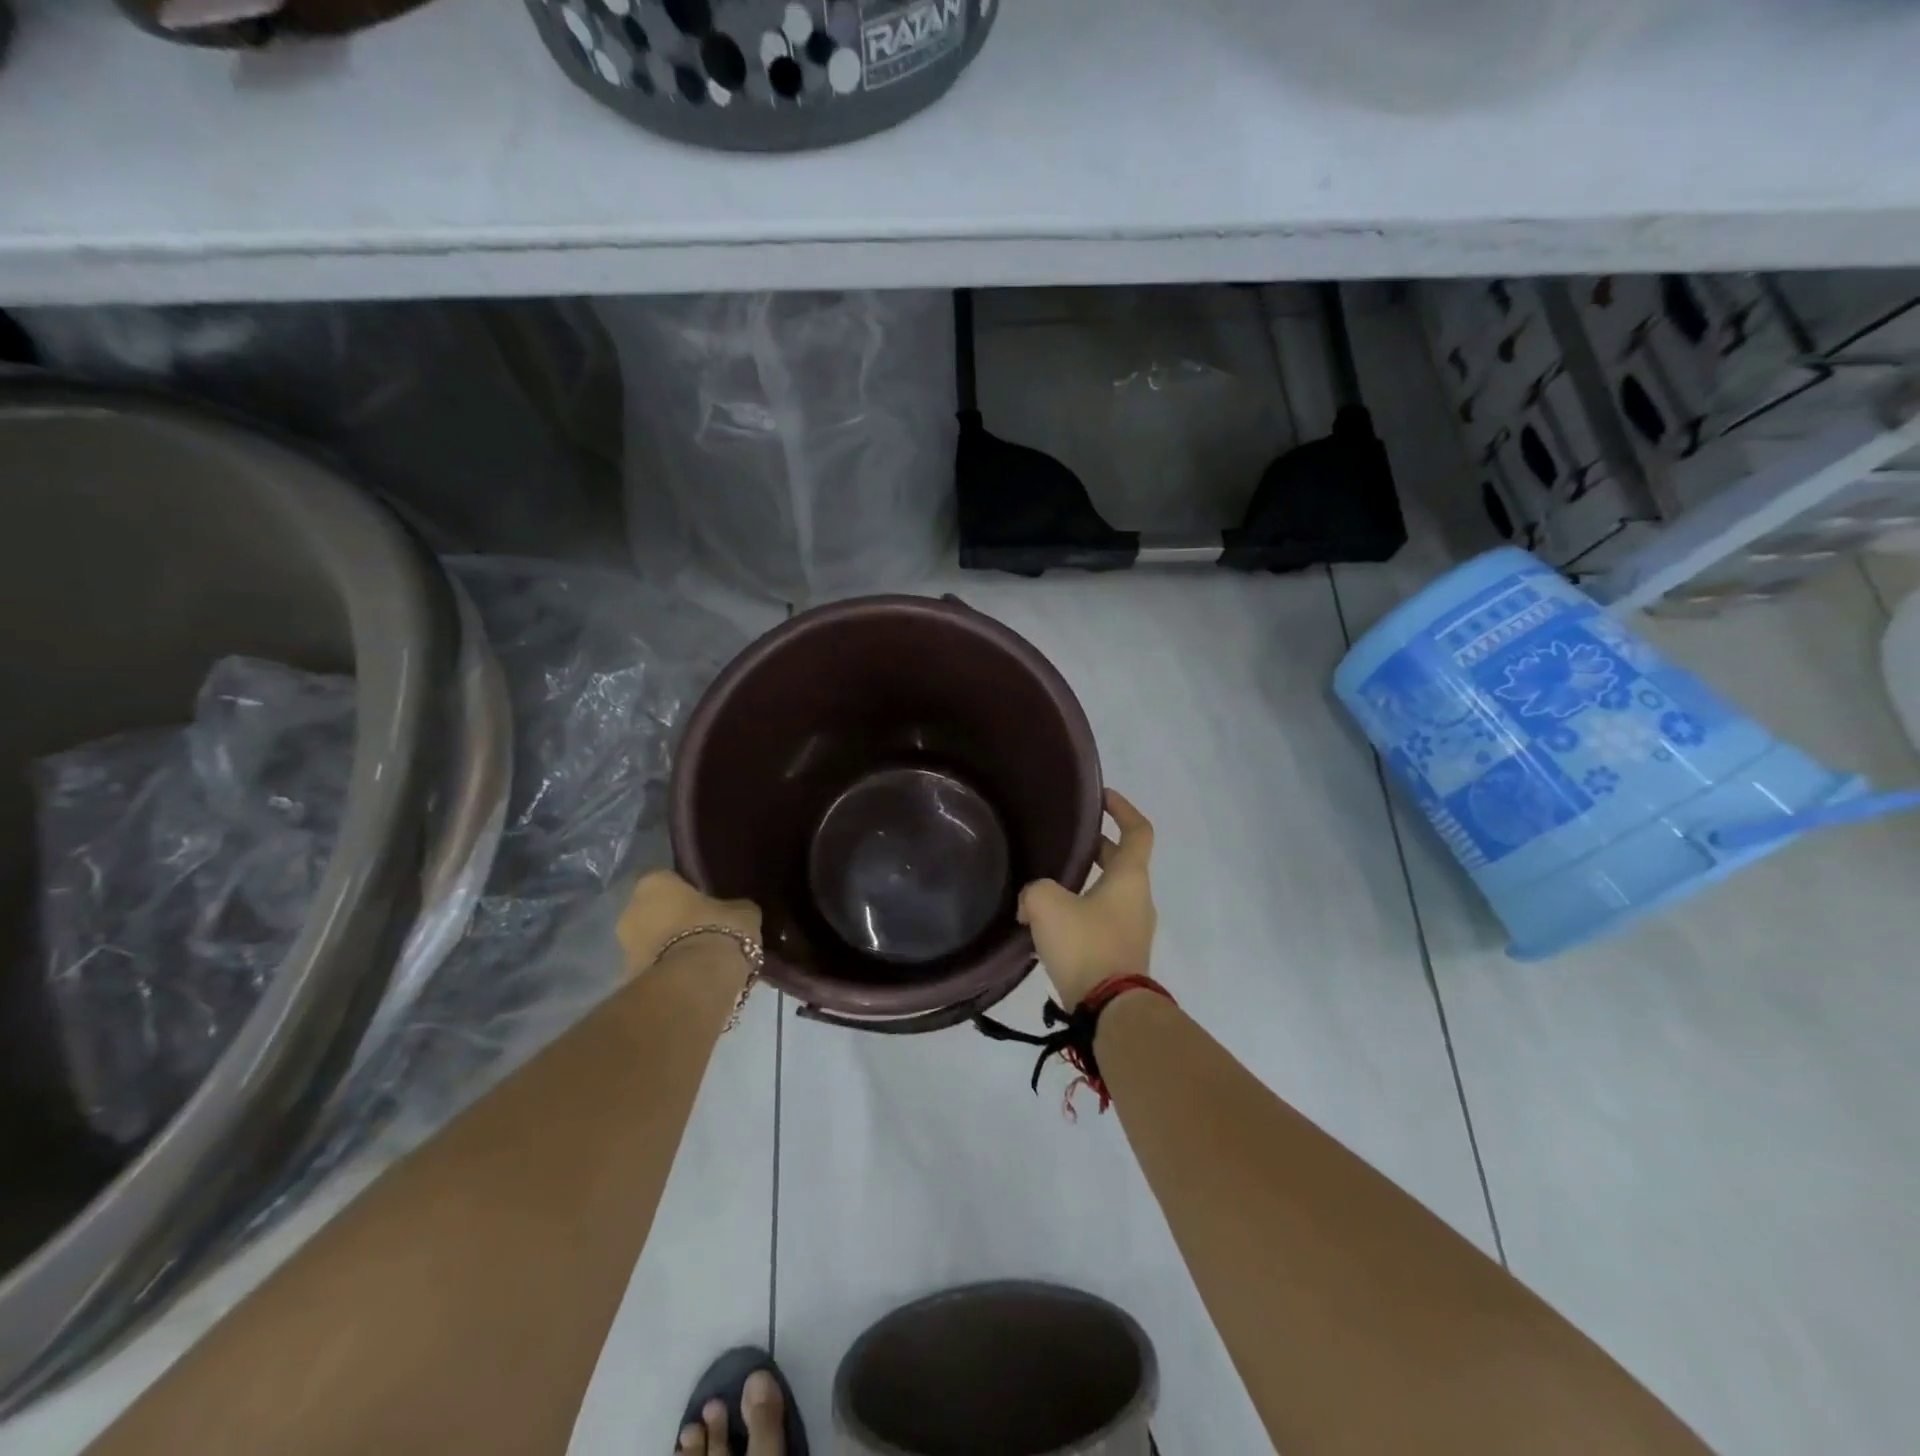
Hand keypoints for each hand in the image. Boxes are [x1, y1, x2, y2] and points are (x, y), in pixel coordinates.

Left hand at [617, 870, 761, 974]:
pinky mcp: (628, 981)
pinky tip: (693, 980)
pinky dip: (668, 972)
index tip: (707, 906)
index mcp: (653, 884)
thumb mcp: (742, 912)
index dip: (688, 894)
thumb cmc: (717, 931)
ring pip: (651, 942)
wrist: (696, 983)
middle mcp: (630, 911)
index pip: (669, 881)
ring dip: (669, 949)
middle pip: (654, 912)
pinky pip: (653, 968)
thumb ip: (731, 908)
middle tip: (703, 933)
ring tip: (701, 961)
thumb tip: (732, 913)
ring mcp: (624, 948)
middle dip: (674, 922)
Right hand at [1018, 789, 1157, 1007]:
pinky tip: (1049, 924)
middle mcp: (1138, 899)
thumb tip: (1030, 903)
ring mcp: (1133, 929)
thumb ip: (1034, 890)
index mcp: (1130, 877)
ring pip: (1109, 893)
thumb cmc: (1086, 944)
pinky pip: (1102, 921)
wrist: (1111, 1010)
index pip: (1138, 830)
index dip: (1123, 809)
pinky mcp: (1122, 955)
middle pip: (1121, 861)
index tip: (1102, 797)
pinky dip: (1081, 912)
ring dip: (1085, 883)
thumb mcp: (1047, 904)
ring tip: (1049, 885)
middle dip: (1096, 847)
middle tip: (1067, 841)